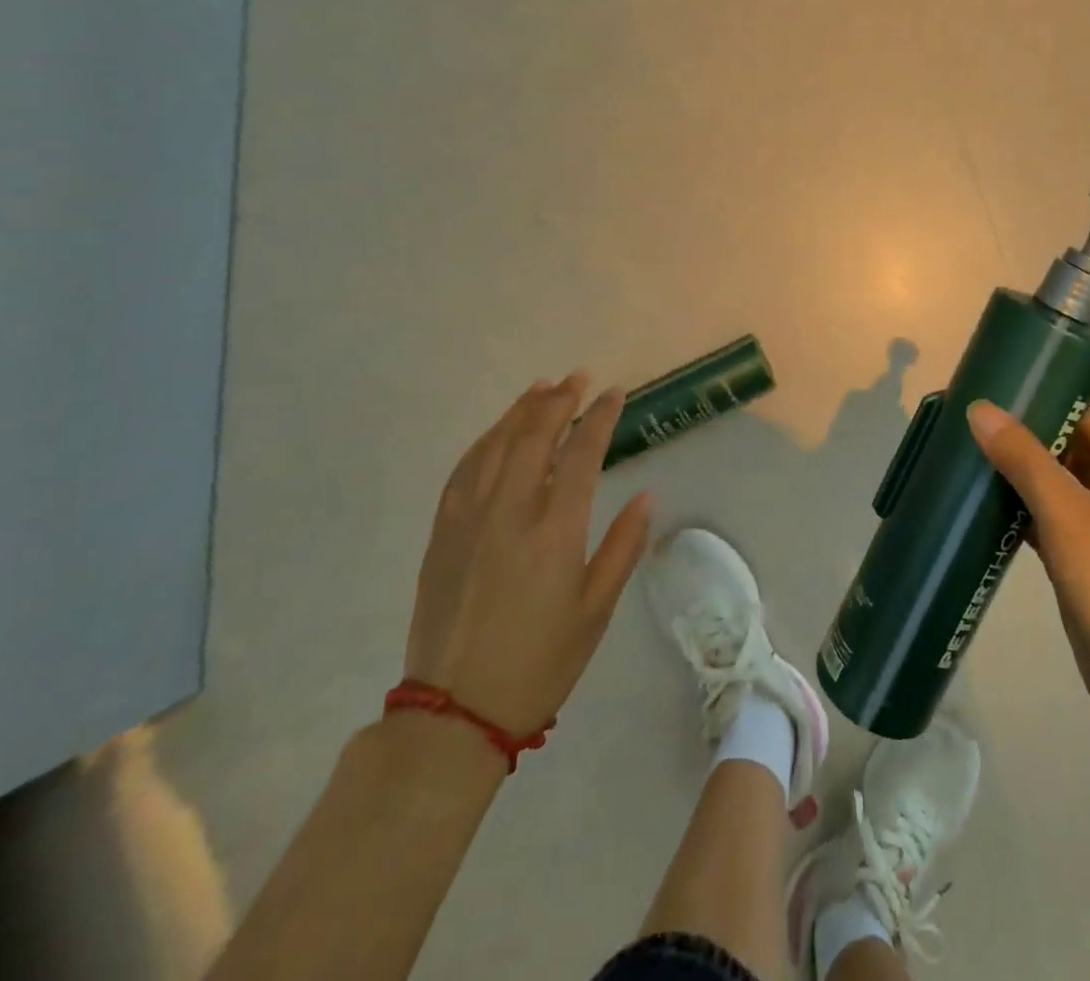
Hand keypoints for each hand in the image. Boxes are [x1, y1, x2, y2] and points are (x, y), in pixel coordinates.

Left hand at [404, 373, 653, 735]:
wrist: (456, 711)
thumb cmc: (540, 661)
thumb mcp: (596, 610)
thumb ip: (623, 547)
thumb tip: (647, 496)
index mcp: (554, 530)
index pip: (581, 453)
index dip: (599, 417)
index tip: (613, 393)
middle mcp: (510, 511)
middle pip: (535, 437)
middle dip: (559, 401)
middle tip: (578, 379)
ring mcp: (469, 519)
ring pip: (496, 445)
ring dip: (521, 412)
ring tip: (541, 388)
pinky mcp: (442, 533)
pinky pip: (463, 471)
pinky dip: (485, 442)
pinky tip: (497, 433)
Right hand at [967, 399, 1089, 718]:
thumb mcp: (1063, 509)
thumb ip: (1022, 457)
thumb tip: (981, 409)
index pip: (1089, 412)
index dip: (1052, 393)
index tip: (1006, 384)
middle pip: (1069, 443)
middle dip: (1026, 430)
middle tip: (978, 418)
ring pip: (1055, 480)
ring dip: (1020, 468)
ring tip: (973, 451)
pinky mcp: (1082, 553)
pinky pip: (1047, 514)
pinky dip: (1020, 505)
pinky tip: (985, 502)